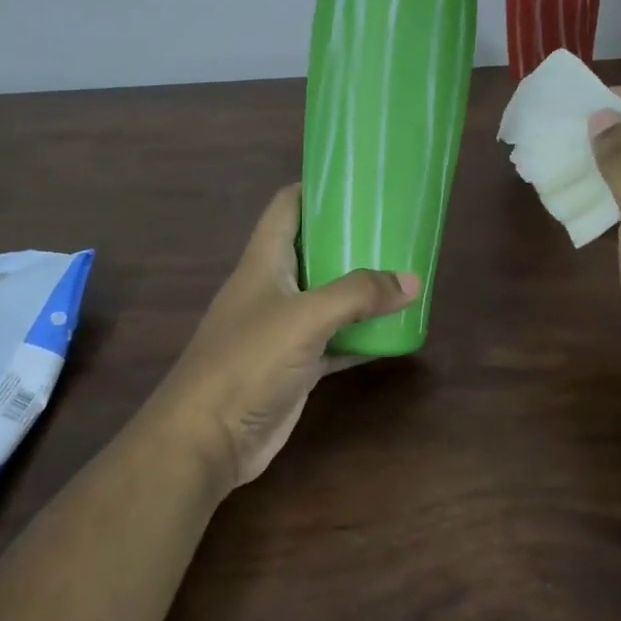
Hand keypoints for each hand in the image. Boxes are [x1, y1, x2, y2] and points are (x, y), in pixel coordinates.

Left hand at [155, 185, 419, 488]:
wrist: (208, 438)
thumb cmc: (247, 361)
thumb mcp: (305, 317)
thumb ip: (358, 295)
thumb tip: (412, 280)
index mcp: (264, 260)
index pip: (287, 206)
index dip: (317, 187)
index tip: (359, 181)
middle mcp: (273, 287)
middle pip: (314, 249)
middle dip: (351, 239)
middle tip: (397, 230)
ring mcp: (283, 328)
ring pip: (328, 297)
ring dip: (361, 290)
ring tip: (405, 273)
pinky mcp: (295, 365)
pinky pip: (335, 341)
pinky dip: (361, 336)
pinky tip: (396, 332)